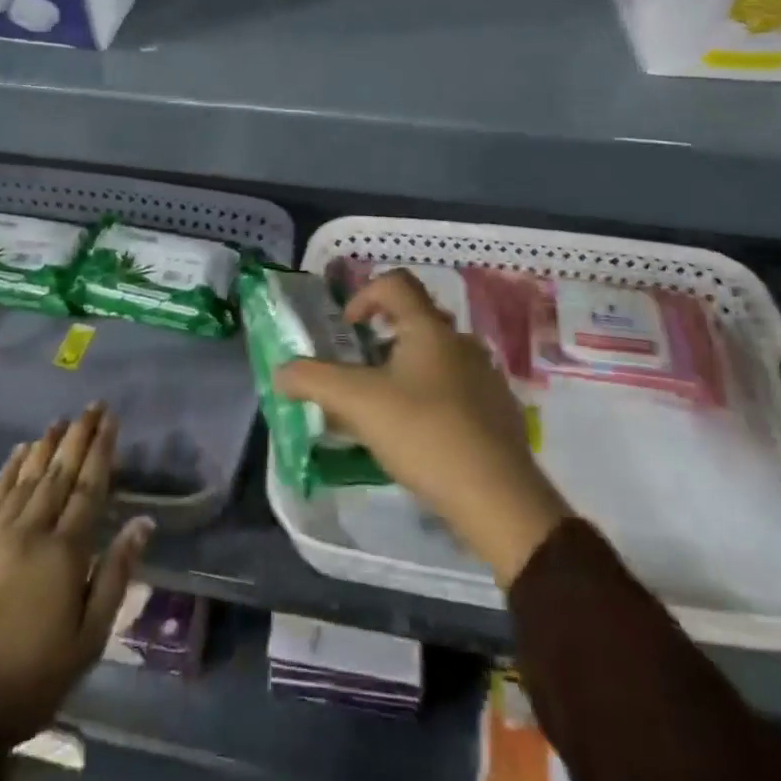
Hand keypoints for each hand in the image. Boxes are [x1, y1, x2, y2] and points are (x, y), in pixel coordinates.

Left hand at [0, 405, 153, 774]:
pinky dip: (7, 472)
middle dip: (78, 436)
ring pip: (26, 479)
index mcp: (64, 553)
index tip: (111, 420)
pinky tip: (17, 453)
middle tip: (92, 406)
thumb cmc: (30, 681)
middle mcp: (30, 532)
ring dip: (45, 446)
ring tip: (59, 421)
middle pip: (59, 473)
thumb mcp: (88, 640)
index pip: (89, 487)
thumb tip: (142, 522)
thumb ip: (116, 575)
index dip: (101, 450)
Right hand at [277, 269, 569, 586]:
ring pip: (436, 357)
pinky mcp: (499, 412)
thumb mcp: (358, 404)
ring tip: (385, 410)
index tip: (347, 329)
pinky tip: (420, 438)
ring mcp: (485, 376)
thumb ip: (314, 381)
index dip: (364, 295)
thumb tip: (281, 372)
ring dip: (406, 371)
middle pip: (416, 320)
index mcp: (429, 328)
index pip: (395, 283)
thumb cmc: (424, 434)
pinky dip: (432, 399)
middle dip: (382, 339)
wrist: (498, 498)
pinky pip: (457, 389)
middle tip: (360, 372)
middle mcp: (460, 342)